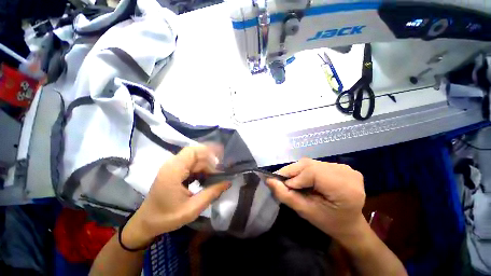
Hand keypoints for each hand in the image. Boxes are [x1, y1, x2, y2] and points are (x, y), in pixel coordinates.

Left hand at [122, 146, 229, 248]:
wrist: (147, 222)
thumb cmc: (167, 217)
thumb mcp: (192, 208)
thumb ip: (212, 193)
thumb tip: (228, 182)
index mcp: (174, 170)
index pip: (193, 151)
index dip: (209, 151)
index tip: (222, 157)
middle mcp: (172, 164)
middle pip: (196, 154)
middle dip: (210, 161)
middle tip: (221, 171)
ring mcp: (173, 167)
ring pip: (195, 159)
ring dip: (207, 166)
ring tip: (216, 176)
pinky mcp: (175, 171)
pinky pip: (192, 165)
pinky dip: (201, 170)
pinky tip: (207, 178)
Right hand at [266, 158, 365, 242]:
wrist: (349, 223)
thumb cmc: (328, 222)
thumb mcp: (305, 212)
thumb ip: (286, 196)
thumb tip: (268, 180)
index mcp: (344, 188)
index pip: (312, 172)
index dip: (294, 177)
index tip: (284, 186)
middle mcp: (346, 173)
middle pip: (310, 165)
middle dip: (293, 172)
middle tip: (284, 182)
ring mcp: (345, 168)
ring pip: (311, 163)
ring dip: (298, 171)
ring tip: (293, 181)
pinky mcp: (340, 166)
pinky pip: (315, 164)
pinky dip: (305, 170)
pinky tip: (305, 179)